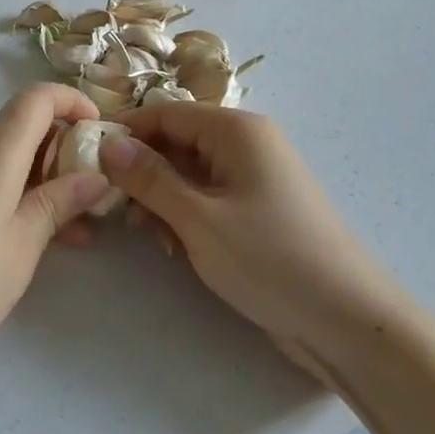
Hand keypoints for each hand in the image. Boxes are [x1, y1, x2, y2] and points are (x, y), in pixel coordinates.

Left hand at [0, 84, 113, 377]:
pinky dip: (16, 189)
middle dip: (66, 150)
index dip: (74, 102)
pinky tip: (33, 233)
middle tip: (96, 195)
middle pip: (26, 125)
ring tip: (74, 228)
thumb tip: (97, 175)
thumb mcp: (22, 245)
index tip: (101, 132)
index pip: (39, 97)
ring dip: (44, 177)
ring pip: (9, 153)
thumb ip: (61, 203)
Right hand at [100, 105, 391, 351]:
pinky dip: (186, 215)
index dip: (126, 132)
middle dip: (144, 172)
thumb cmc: (269, 258)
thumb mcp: (198, 218)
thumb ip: (149, 178)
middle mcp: (246, 143)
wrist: (347, 321)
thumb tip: (108, 144)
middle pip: (176, 142)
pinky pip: (207, 197)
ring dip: (162, 199)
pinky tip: (177, 248)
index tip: (88, 159)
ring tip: (152, 236)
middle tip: (118, 209)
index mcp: (236, 130)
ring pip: (188, 173)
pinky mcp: (257, 209)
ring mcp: (254, 177)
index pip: (165, 113)